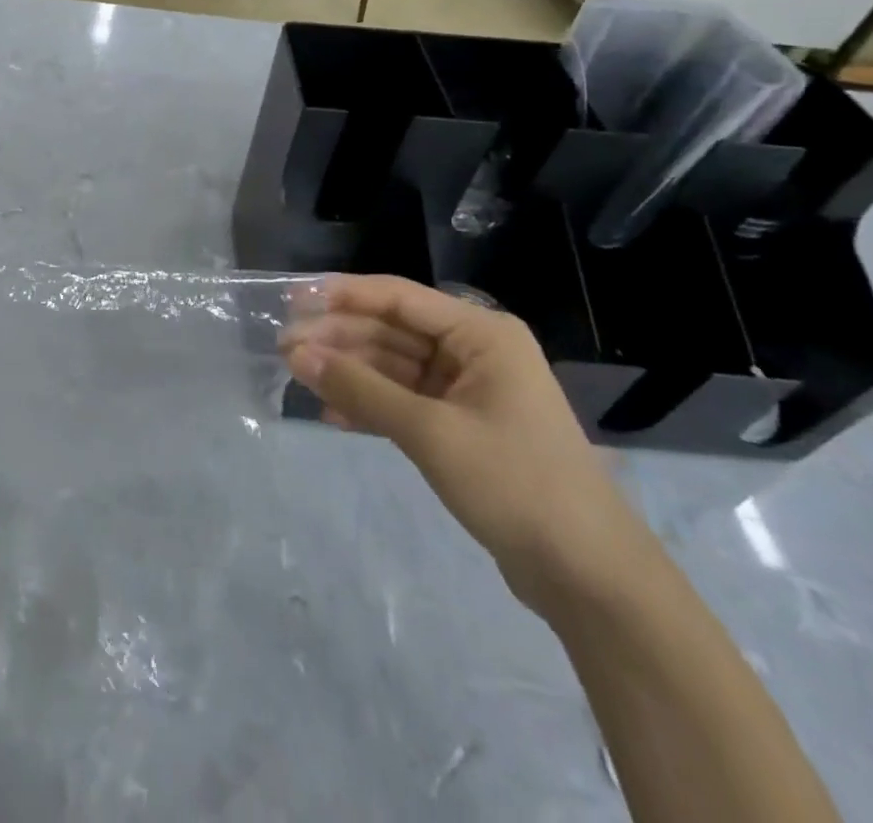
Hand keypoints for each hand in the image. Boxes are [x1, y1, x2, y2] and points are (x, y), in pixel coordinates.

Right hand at [280, 275, 652, 616]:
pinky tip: (330, 414)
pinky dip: (369, 406)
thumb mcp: (430, 431)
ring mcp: (467, 391)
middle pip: (391, 331)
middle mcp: (474, 352)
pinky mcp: (460, 427)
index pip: (398, 298)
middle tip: (283, 347)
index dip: (343, 295)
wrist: (589, 577)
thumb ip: (360, 389)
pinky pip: (403, 402)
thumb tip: (297, 355)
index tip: (293, 299)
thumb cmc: (514, 483)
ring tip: (296, 376)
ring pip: (393, 367)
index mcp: (481, 334)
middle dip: (339, 338)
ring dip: (348, 372)